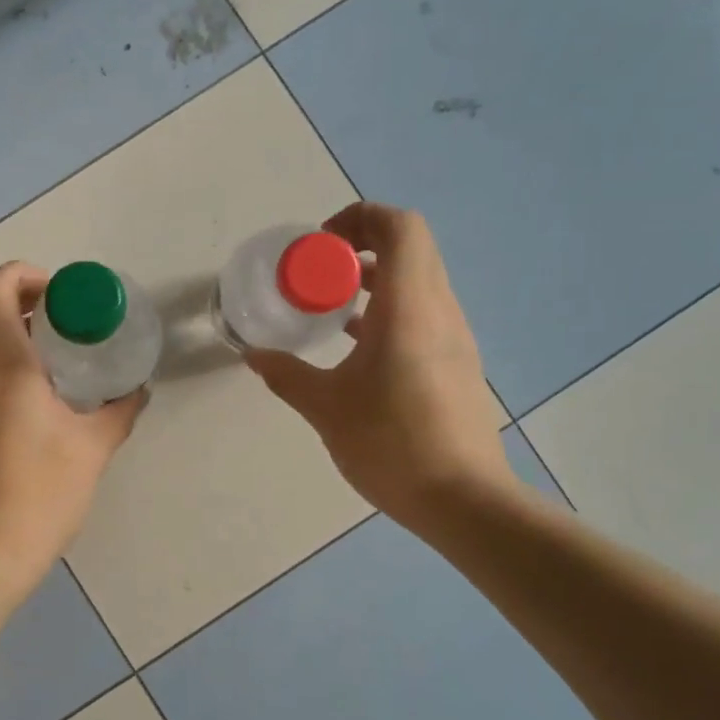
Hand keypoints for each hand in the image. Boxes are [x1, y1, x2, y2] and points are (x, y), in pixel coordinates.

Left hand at [0, 262, 145, 589]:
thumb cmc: (42, 495)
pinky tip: (35, 402)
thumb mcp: (93, 449)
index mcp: (7, 368)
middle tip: (66, 324)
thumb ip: (119, 411)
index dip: (23, 274)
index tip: (59, 293)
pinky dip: (3, 369)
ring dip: (14, 339)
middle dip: (25, 305)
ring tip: (56, 362)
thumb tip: (137, 389)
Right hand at [247, 203, 514, 531]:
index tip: (321, 246)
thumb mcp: (326, 408)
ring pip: (419, 279)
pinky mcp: (458, 361)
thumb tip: (255, 356)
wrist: (465, 501)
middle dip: (361, 245)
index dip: (360, 218)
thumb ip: (287, 375)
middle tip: (320, 272)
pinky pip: (424, 311)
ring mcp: (455, 336)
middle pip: (410, 247)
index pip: (400, 227)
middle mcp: (439, 310)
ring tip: (332, 305)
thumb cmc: (392, 445)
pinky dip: (391, 308)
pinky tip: (357, 344)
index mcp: (409, 307)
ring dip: (377, 278)